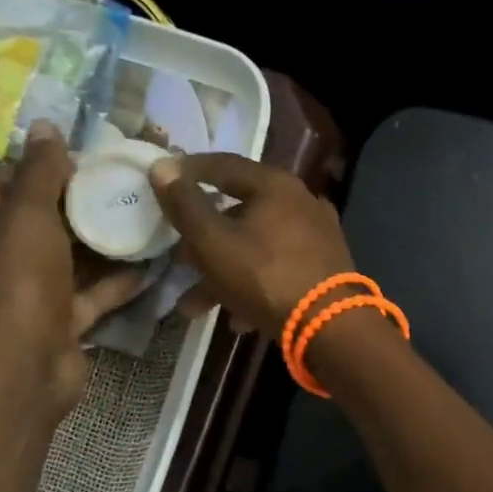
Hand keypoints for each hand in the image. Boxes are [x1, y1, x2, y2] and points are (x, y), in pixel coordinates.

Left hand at [0, 123, 143, 402]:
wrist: (28, 365)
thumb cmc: (19, 281)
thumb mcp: (28, 216)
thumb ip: (39, 172)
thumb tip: (43, 125)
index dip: (32, 166)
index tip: (77, 158)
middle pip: (36, 222)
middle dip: (74, 203)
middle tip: (115, 184)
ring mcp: (30, 295)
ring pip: (68, 259)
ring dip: (100, 242)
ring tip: (138, 216)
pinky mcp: (60, 321)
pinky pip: (91, 294)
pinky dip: (116, 281)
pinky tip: (149, 263)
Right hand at [149, 154, 353, 335]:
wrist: (331, 326)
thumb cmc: (265, 276)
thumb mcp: (213, 242)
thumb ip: (185, 205)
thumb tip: (162, 167)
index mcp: (275, 185)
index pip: (223, 165)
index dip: (188, 171)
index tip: (162, 181)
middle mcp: (301, 202)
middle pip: (239, 212)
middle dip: (202, 242)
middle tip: (178, 260)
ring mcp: (317, 235)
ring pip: (256, 246)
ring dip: (222, 273)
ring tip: (194, 306)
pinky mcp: (324, 267)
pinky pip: (278, 268)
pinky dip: (253, 286)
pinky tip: (236, 319)